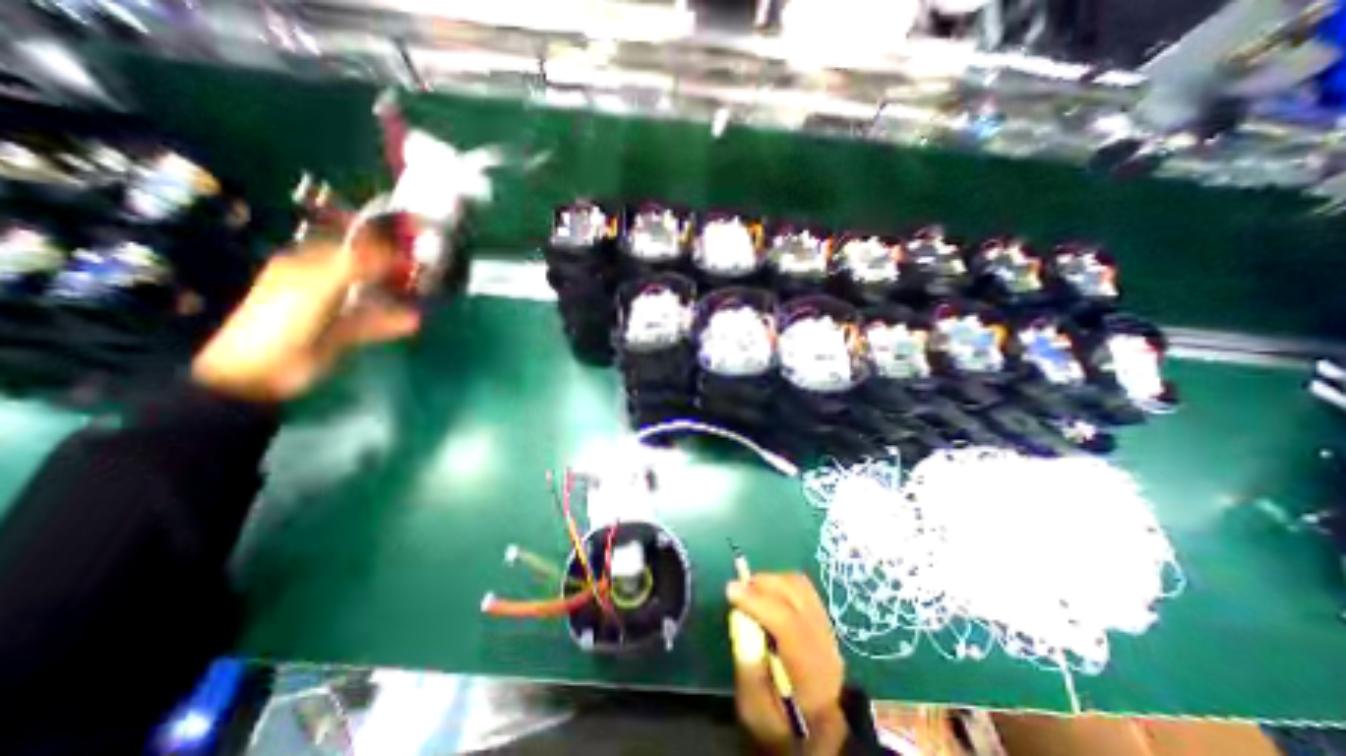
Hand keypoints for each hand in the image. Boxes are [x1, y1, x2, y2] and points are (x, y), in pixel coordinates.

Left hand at [190, 235, 419, 403]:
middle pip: (362, 270)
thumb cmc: (285, 318)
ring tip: (423, 295)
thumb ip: (357, 263)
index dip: (374, 240)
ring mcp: (331, 310)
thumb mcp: (320, 283)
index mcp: (305, 264)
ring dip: (394, 296)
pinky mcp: (341, 334)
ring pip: (369, 297)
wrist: (263, 369)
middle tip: (421, 269)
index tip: (405, 240)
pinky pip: (371, 323)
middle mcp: (319, 282)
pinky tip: (413, 322)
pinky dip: (391, 322)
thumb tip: (394, 248)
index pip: (345, 244)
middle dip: (390, 269)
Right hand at [733, 574, 842, 755]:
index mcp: (811, 674)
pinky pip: (802, 587)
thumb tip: (740, 622)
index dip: (758, 601)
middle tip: (737, 591)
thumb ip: (748, 670)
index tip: (731, 590)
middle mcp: (824, 644)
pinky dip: (781, 582)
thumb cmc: (781, 723)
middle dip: (762, 584)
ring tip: (751, 591)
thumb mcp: (756, 711)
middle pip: (795, 596)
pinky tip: (767, 595)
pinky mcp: (823, 619)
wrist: (816, 731)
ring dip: (771, 580)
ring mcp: (828, 628)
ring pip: (800, 585)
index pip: (788, 624)